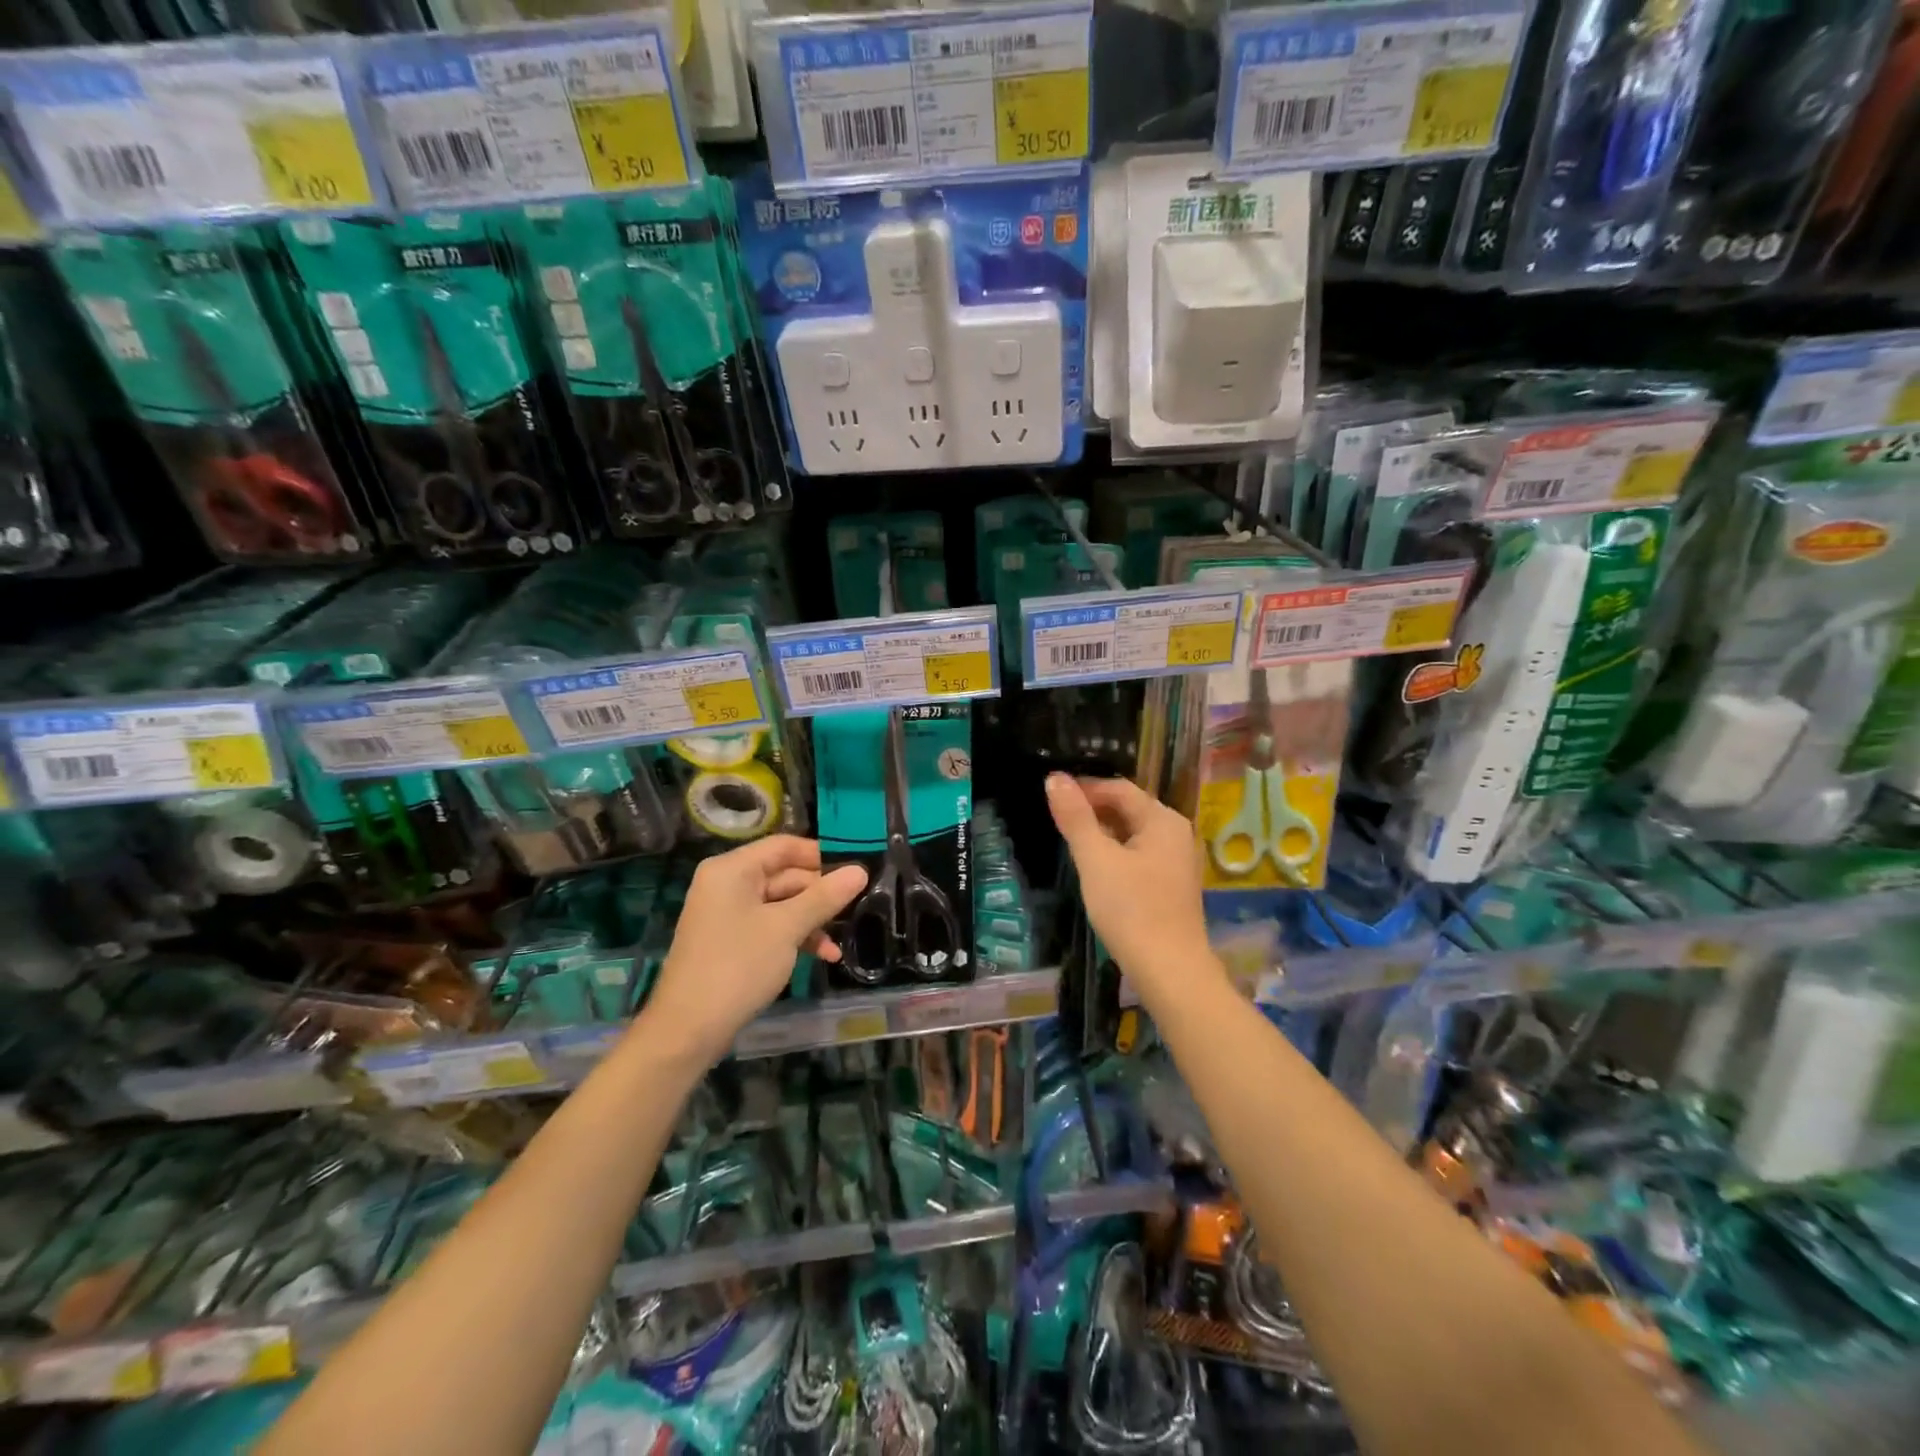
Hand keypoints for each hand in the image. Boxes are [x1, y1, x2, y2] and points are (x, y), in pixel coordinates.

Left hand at [645, 836, 867, 1062]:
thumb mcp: (787, 928)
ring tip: (843, 939)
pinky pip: (771, 926)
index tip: (856, 869)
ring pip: (782, 903)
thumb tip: (861, 870)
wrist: (688, 1030)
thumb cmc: (738, 967)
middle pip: (785, 874)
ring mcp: (728, 913)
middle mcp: (727, 884)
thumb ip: (824, 897)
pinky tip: (824, 955)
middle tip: (860, 905)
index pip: (784, 845)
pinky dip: (796, 936)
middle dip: (821, 893)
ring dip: (813, 919)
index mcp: (732, 869)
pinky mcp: (732, 941)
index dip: (821, 855)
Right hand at [1045, 774, 1216, 1004]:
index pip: (1119, 789)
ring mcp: (1177, 861)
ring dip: (1102, 833)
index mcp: (1163, 820)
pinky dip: (1116, 853)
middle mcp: (1176, 833)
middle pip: (1128, 809)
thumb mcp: (1095, 859)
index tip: (1053, 797)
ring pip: (1133, 834)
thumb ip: (1075, 817)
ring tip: (1071, 842)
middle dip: (1093, 810)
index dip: (1085, 788)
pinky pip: (1139, 855)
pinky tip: (1096, 869)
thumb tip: (1055, 777)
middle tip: (1058, 820)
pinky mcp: (1171, 885)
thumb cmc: (1131, 909)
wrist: (1169, 970)